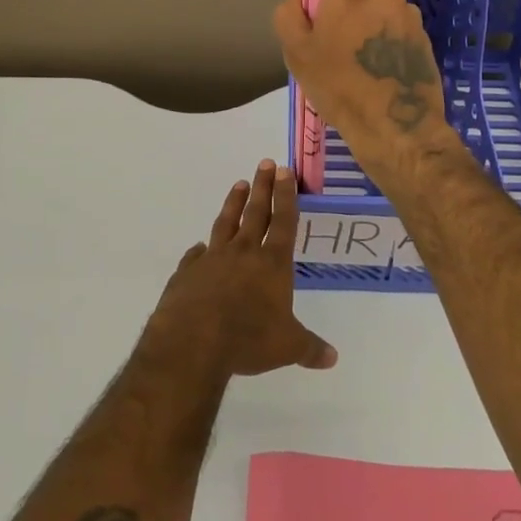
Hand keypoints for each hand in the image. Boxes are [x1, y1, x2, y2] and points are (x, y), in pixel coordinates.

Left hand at [148, 161, 336, 378]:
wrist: (192, 342)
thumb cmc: (248, 340)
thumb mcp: (287, 347)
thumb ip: (309, 348)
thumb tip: (333, 358)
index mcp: (272, 264)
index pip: (283, 222)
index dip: (286, 195)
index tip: (284, 170)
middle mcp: (243, 253)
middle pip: (255, 213)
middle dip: (262, 187)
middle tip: (265, 163)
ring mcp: (212, 259)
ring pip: (225, 223)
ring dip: (233, 203)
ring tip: (238, 184)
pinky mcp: (188, 272)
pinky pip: (196, 256)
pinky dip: (200, 249)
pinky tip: (200, 247)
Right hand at [272, 0, 462, 168]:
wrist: (396, 128)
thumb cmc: (339, 87)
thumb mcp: (297, 54)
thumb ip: (288, 15)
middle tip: (332, 34)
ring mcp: (409, 14)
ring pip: (379, 6)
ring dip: (367, 21)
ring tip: (356, 59)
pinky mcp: (424, 37)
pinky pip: (395, 26)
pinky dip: (384, 39)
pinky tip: (376, 69)